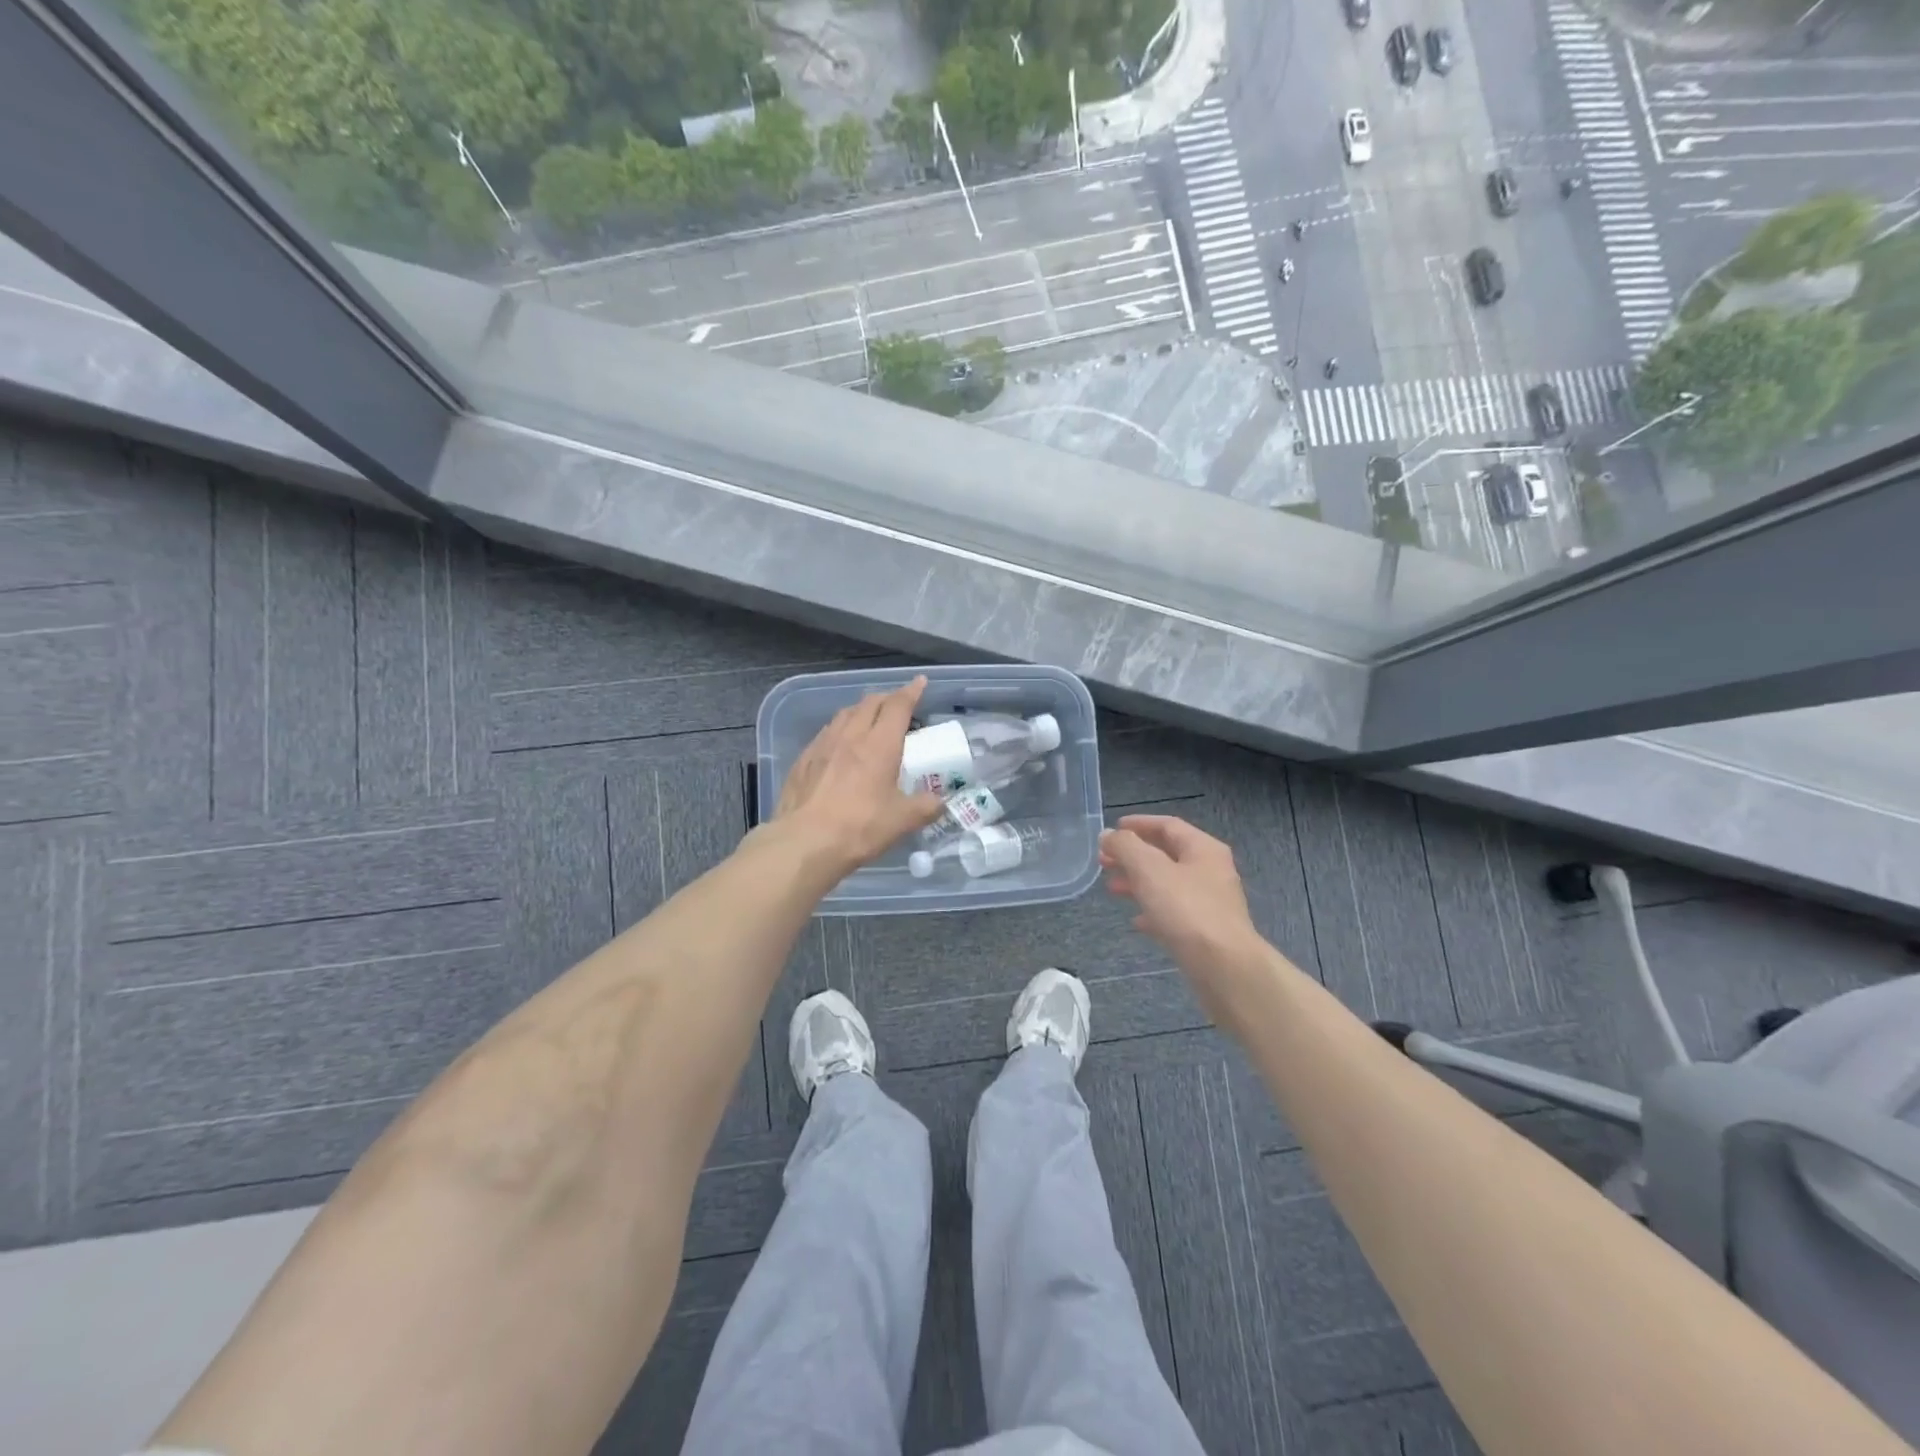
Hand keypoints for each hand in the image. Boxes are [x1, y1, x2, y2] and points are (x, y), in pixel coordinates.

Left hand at [775, 676, 945, 874]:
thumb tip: (940, 802)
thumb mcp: (902, 821)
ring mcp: (823, 745)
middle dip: (887, 698)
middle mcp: (851, 736)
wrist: (804, 842)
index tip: (920, 682)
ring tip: (869, 720)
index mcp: (880, 745)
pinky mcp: (803, 760)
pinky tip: (840, 745)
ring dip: (861, 711)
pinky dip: (840, 730)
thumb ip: (926, 807)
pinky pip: (826, 733)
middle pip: (870, 703)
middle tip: (898, 704)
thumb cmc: (859, 827)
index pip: (898, 706)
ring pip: (845, 714)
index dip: (911, 691)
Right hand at [1101, 815, 1267, 1011]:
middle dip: (1133, 856)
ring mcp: (1211, 903)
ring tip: (1112, 889)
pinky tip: (1136, 921)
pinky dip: (1153, 910)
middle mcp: (1211, 871)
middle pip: (1167, 854)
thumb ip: (1125, 847)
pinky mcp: (1206, 931)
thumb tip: (1108, 835)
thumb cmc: (1186, 910)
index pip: (1168, 825)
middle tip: (1104, 861)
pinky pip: (1174, 912)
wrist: (1225, 968)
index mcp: (1203, 849)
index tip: (1112, 830)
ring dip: (1139, 882)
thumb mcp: (1149, 870)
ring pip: (1168, 884)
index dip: (1139, 824)